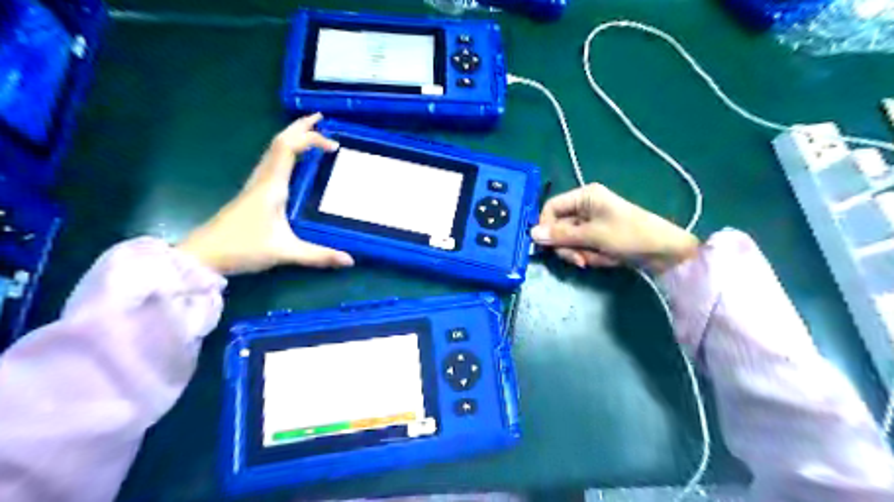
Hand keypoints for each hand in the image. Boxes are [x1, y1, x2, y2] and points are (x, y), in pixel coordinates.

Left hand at [176, 114, 354, 273]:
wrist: (203, 256)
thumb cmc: (243, 248)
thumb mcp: (285, 252)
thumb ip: (319, 256)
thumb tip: (350, 260)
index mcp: (272, 186)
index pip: (289, 148)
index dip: (311, 139)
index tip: (334, 145)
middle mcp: (263, 179)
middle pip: (279, 142)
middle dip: (300, 127)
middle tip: (321, 118)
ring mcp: (255, 185)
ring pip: (274, 150)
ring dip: (292, 137)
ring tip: (310, 133)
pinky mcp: (253, 193)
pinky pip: (272, 162)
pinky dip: (286, 152)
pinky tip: (293, 160)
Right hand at [530, 182, 697, 272]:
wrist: (665, 252)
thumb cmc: (630, 235)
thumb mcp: (593, 235)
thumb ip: (561, 235)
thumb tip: (531, 234)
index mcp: (584, 197)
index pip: (551, 208)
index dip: (545, 226)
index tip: (547, 245)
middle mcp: (585, 207)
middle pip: (558, 227)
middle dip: (567, 246)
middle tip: (578, 259)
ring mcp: (591, 224)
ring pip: (569, 241)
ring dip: (579, 253)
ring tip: (594, 260)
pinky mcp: (597, 238)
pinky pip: (581, 248)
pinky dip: (590, 256)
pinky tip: (604, 260)